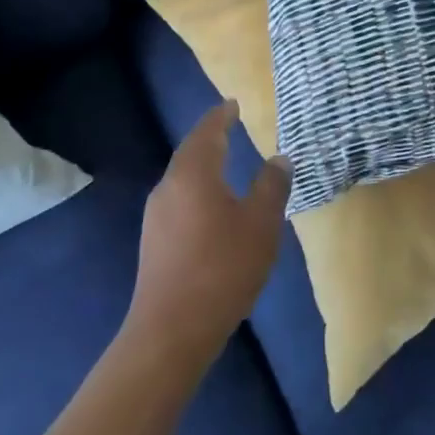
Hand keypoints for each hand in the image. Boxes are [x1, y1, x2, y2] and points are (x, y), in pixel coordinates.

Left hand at [128, 101, 290, 362]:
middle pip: (190, 152)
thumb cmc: (223, 268)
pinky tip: (211, 206)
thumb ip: (272, 186)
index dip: (221, 116)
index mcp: (194, 174)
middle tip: (229, 126)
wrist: (172, 330)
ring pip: (182, 177)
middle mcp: (169, 187)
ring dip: (203, 164)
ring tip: (224, 161)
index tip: (232, 104)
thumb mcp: (261, 224)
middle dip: (210, 137)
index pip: (207, 132)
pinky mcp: (154, 241)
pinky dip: (197, 189)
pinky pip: (179, 200)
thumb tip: (279, 157)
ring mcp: (157, 216)